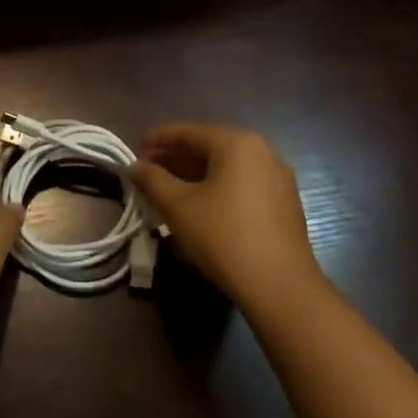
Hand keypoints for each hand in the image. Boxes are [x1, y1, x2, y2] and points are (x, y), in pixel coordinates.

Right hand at [130, 123, 326, 309]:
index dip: (157, 139)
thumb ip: (152, 180)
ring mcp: (277, 179)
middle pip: (209, 147)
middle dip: (175, 158)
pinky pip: (241, 185)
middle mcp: (263, 152)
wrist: (279, 285)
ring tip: (166, 190)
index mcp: (237, 143)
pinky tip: (197, 207)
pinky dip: (215, 189)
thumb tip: (134, 166)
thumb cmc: (223, 236)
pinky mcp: (283, 205)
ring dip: (193, 175)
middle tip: (146, 171)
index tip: (133, 149)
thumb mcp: (178, 207)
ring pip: (226, 168)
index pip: (188, 132)